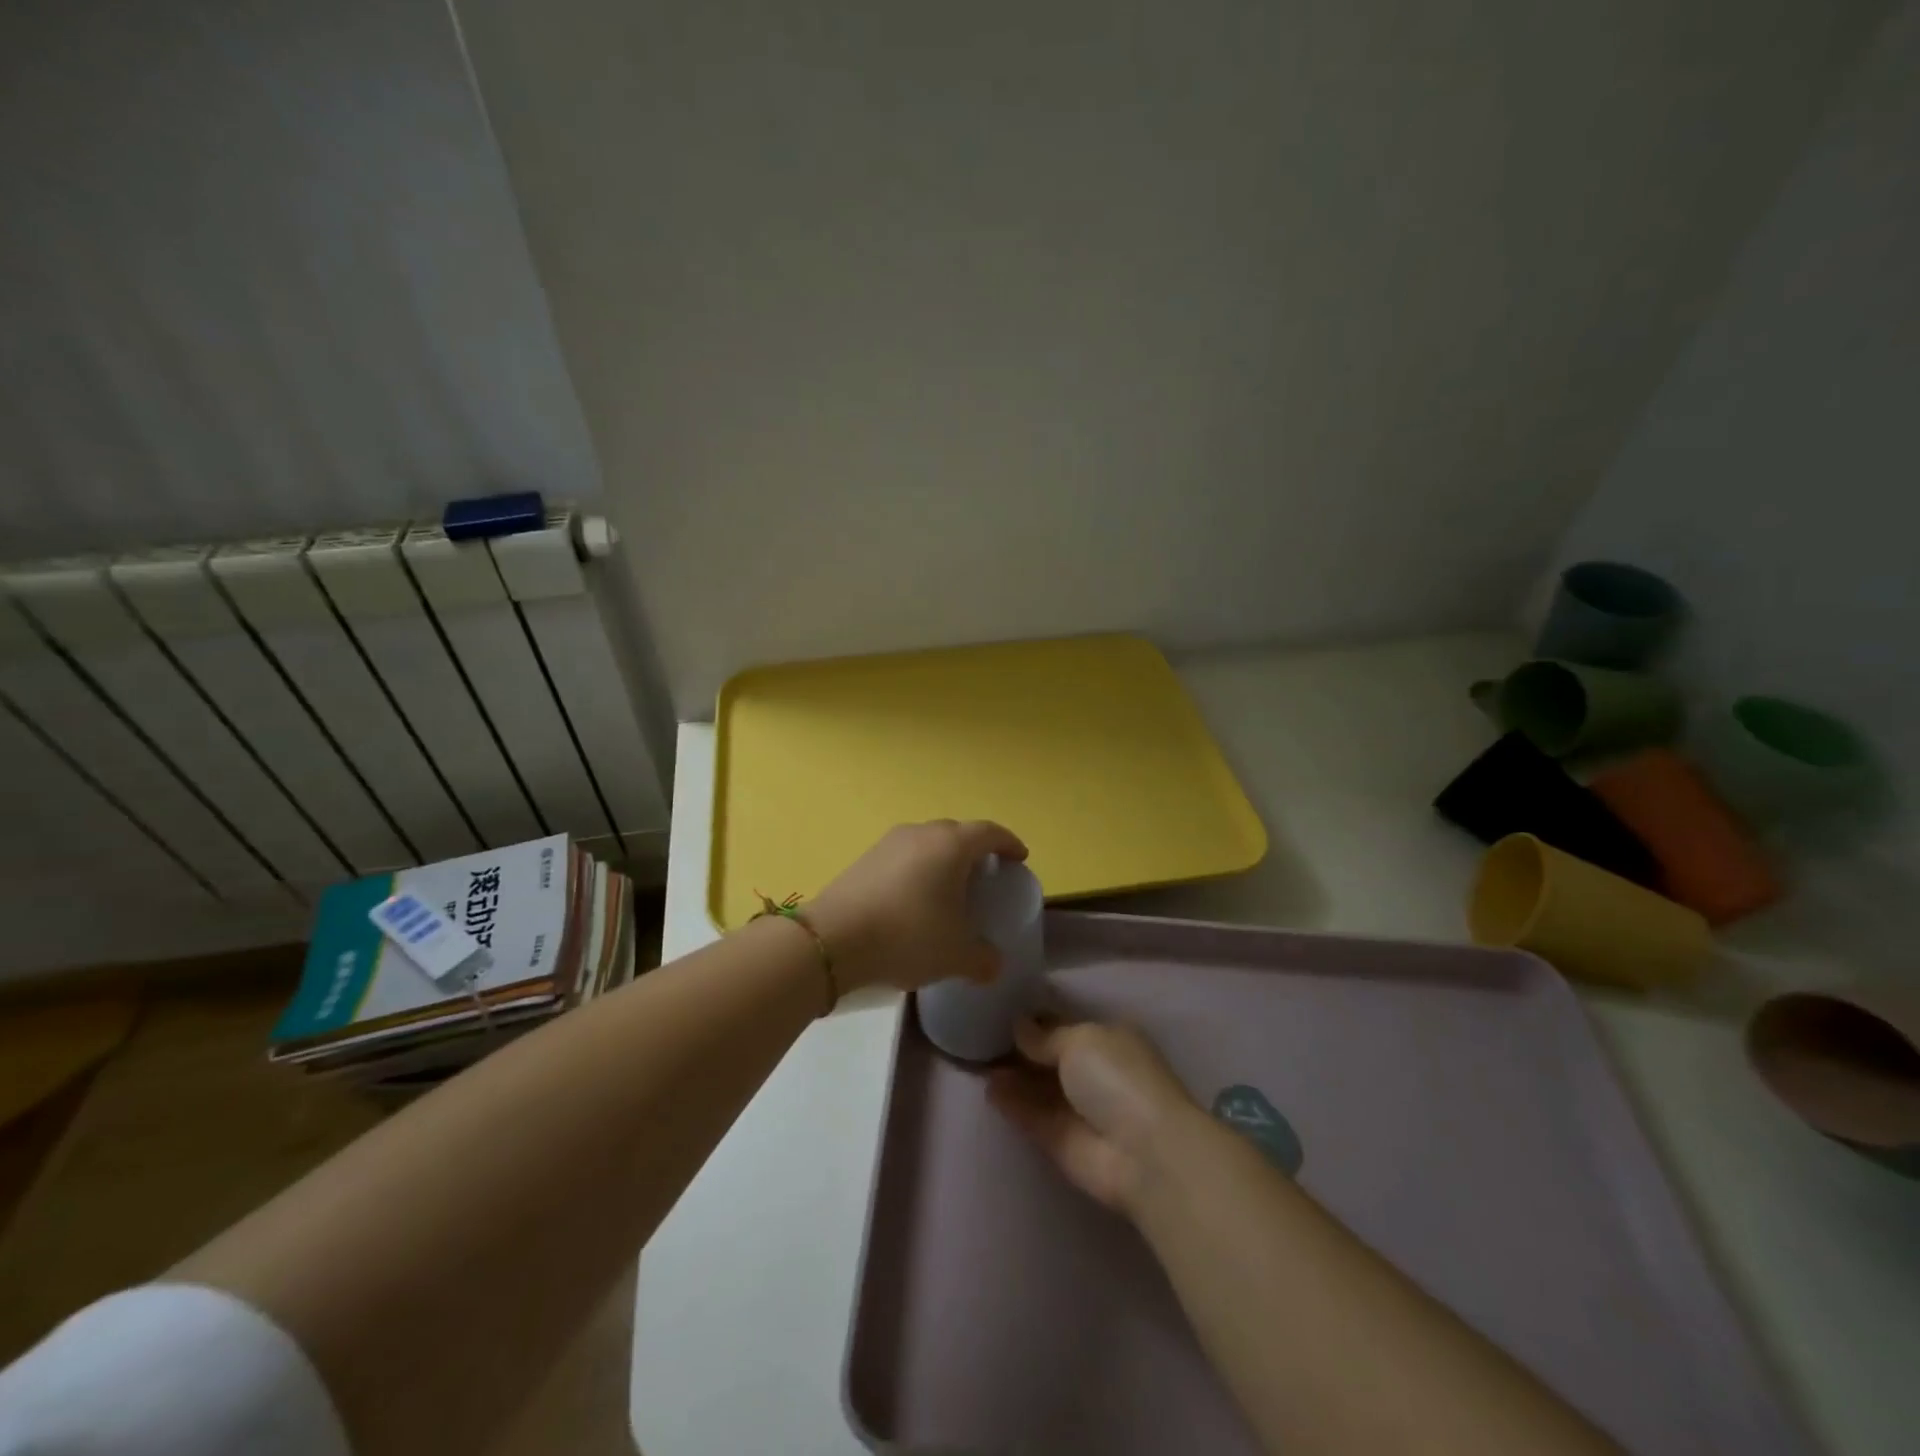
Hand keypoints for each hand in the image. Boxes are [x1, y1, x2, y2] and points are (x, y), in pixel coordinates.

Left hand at [804, 819, 1027, 993]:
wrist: (834, 938)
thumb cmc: (908, 935)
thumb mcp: (956, 955)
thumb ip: (983, 959)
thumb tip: (993, 964)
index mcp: (951, 845)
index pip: (989, 832)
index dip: (1008, 843)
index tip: (1019, 857)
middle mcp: (921, 833)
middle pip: (957, 832)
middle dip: (975, 850)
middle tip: (985, 875)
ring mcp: (889, 843)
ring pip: (927, 843)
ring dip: (943, 859)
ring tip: (949, 888)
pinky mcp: (864, 858)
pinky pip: (903, 857)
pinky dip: (917, 871)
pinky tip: (914, 899)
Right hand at [987, 1018, 1201, 1216]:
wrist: (1144, 1155)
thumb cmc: (1119, 1078)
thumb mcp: (1081, 1039)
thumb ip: (1045, 1035)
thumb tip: (1019, 1026)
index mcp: (1108, 1040)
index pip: (1065, 1025)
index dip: (1036, 1019)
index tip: (1001, 1010)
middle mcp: (1094, 1072)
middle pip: (1049, 1057)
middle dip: (1020, 1048)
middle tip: (980, 1034)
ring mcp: (1078, 1109)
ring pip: (1038, 1087)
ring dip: (1012, 1075)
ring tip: (976, 1060)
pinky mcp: (1061, 1142)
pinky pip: (1031, 1116)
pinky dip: (1011, 1103)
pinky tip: (988, 1088)